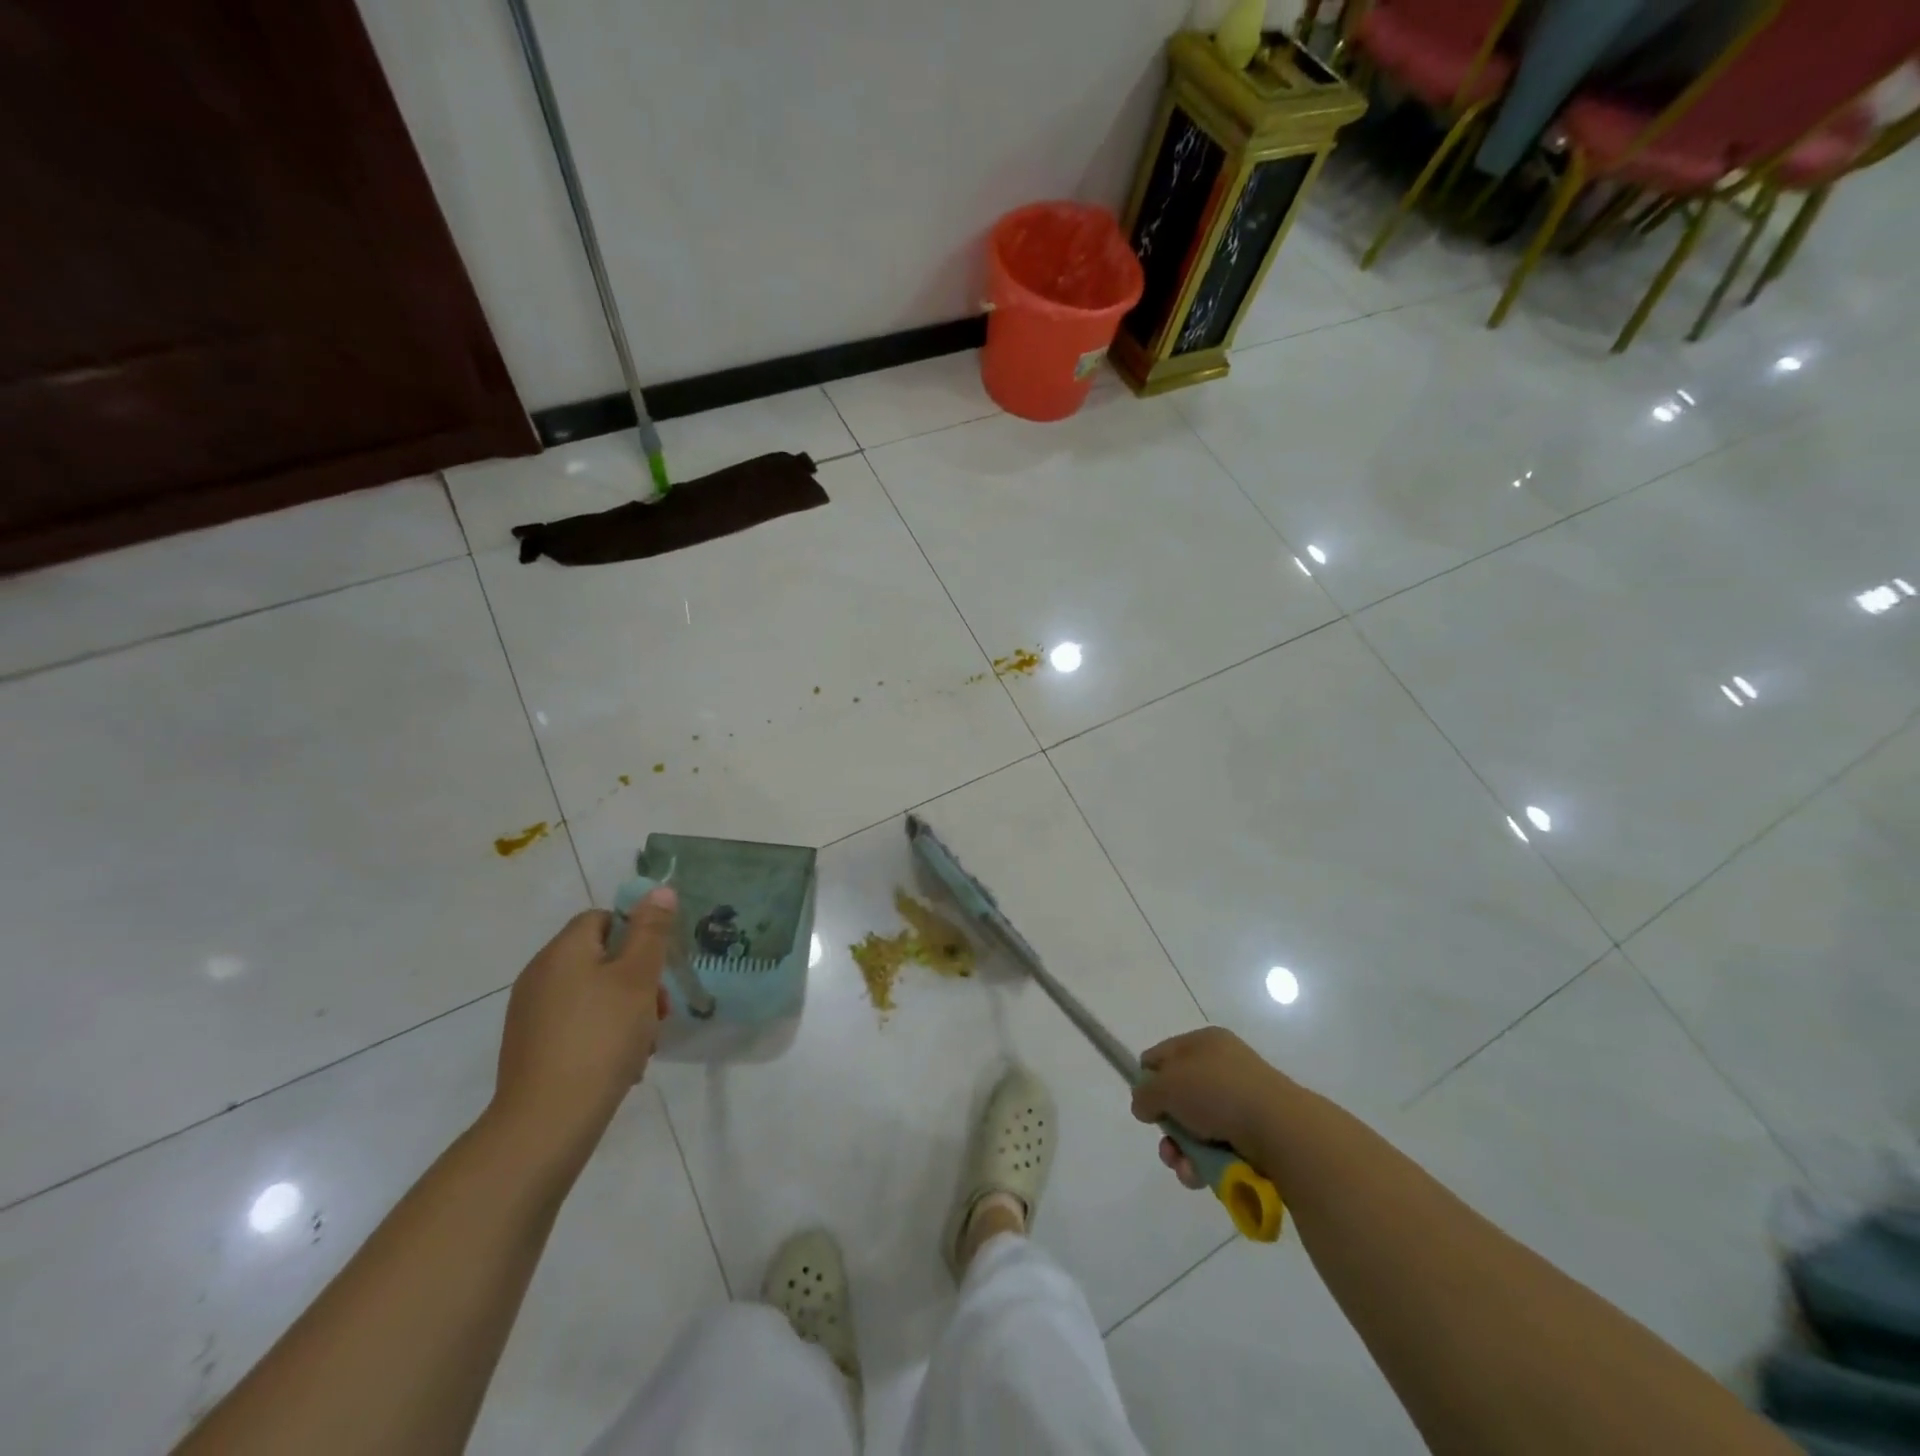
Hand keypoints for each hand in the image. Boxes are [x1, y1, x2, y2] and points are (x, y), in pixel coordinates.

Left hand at [489, 888, 676, 1160]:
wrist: (547, 1122)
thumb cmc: (601, 1037)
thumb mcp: (638, 978)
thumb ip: (651, 931)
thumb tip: (660, 890)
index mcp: (563, 951)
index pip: (602, 918)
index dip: (636, 933)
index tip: (658, 965)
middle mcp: (540, 975)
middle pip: (600, 958)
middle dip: (638, 980)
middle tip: (660, 1011)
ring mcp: (532, 1014)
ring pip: (593, 996)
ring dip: (626, 1012)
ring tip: (645, 1045)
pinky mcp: (532, 1048)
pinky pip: (577, 1026)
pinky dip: (603, 1036)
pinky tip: (622, 1065)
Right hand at [1130, 1026, 1292, 1188]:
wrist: (1279, 1129)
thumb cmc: (1217, 1092)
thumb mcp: (1167, 1085)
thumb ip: (1145, 1093)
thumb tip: (1144, 1105)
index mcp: (1204, 1042)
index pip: (1163, 1055)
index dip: (1148, 1078)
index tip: (1144, 1102)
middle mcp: (1223, 1067)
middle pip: (1179, 1097)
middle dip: (1167, 1126)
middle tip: (1166, 1144)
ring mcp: (1242, 1102)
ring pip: (1197, 1129)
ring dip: (1183, 1152)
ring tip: (1184, 1167)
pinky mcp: (1256, 1135)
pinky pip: (1218, 1149)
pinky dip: (1205, 1164)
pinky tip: (1201, 1175)